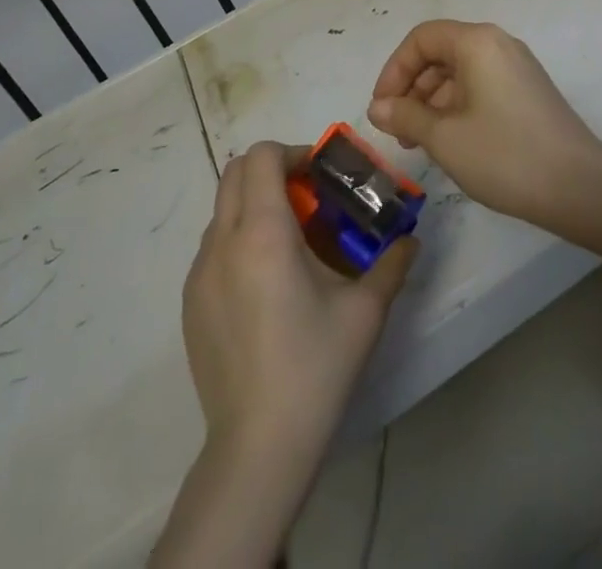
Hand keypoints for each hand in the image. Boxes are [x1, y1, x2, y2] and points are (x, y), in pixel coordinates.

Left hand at [182, 141, 416, 463]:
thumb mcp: (365, 311)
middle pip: (235, 172)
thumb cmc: (315, 367)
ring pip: (222, 209)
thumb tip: (411, 238)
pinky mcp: (190, 303)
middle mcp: (223, 242)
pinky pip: (213, 247)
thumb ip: (392, 263)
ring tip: (290, 244)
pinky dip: (239, 239)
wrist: (258, 448)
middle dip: (271, 171)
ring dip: (255, 205)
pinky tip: (266, 285)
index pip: (261, 156)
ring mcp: (199, 274)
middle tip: (307, 198)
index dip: (291, 153)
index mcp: (263, 233)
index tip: (319, 176)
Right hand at [368, 20, 601, 227]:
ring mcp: (517, 67)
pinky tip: (451, 143)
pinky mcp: (528, 91)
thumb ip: (405, 116)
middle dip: (412, 88)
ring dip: (433, 102)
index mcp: (477, 42)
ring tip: (421, 143)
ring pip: (460, 72)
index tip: (381, 108)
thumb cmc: (504, 155)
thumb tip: (378, 107)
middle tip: (398, 131)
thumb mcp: (444, 137)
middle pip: (441, 53)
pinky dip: (458, 107)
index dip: (394, 70)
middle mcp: (498, 44)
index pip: (421, 39)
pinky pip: (481, 86)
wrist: (578, 187)